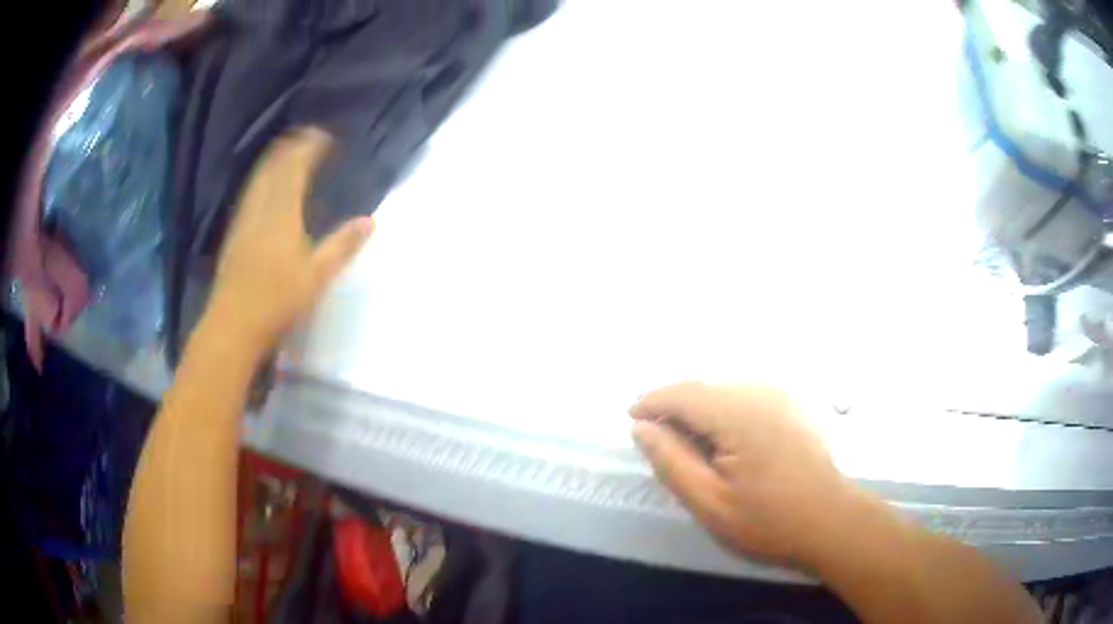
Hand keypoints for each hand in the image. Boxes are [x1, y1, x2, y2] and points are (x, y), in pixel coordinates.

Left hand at [203, 127, 373, 354]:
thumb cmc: (278, 299)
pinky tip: (263, 186)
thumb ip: (343, 245)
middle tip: (305, 136)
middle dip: (289, 147)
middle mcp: (260, 207)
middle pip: (273, 166)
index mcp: (282, 212)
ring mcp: (244, 219)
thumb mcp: (318, 275)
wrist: (234, 323)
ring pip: (258, 177)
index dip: (308, 147)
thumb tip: (370, 221)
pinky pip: (249, 193)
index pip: (295, 167)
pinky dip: (260, 179)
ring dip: (273, 159)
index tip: (323, 135)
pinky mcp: (234, 233)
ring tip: (286, 150)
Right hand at [629, 382, 853, 565]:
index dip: (652, 402)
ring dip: (698, 407)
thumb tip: (642, 428)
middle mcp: (760, 393)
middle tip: (655, 436)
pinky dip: (721, 409)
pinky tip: (720, 438)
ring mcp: (779, 396)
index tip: (631, 419)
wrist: (829, 521)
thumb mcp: (710, 503)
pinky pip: (744, 395)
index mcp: (739, 415)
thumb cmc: (768, 520)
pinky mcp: (790, 405)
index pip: (683, 394)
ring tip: (684, 440)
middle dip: (674, 405)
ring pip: (723, 389)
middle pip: (703, 387)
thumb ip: (672, 462)